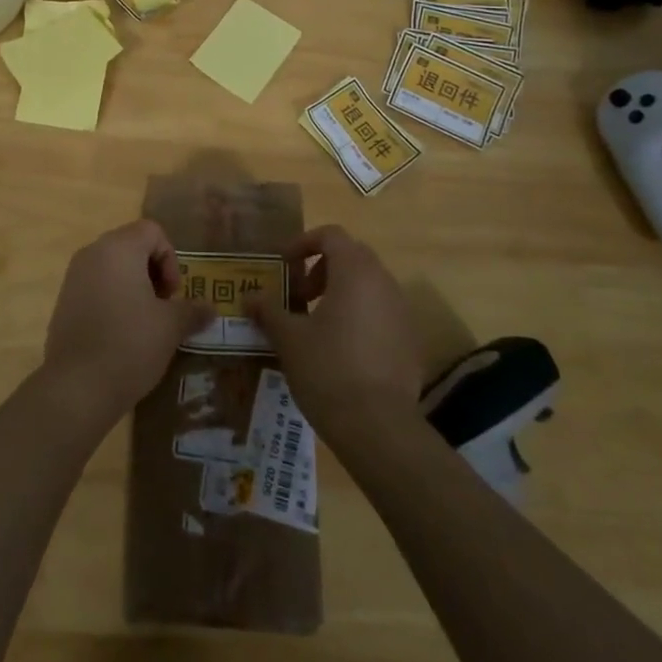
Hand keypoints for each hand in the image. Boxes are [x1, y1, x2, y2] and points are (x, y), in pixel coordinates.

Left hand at [40, 220, 211, 427]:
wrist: (77, 388)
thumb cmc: (130, 344)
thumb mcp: (171, 327)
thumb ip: (192, 311)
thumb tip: (210, 309)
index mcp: (118, 248)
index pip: (152, 231)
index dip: (170, 259)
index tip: (171, 295)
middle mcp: (92, 254)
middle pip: (131, 246)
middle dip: (153, 273)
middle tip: (163, 308)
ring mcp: (73, 278)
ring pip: (113, 268)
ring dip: (134, 287)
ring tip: (145, 323)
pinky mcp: (63, 302)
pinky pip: (96, 288)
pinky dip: (113, 300)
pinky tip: (121, 335)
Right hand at [247, 225, 424, 435]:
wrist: (378, 425)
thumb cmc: (327, 369)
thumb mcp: (288, 338)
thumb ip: (268, 310)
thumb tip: (249, 297)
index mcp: (355, 272)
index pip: (331, 235)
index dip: (303, 243)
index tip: (284, 266)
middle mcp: (384, 283)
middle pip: (352, 257)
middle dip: (322, 269)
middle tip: (299, 296)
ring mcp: (402, 312)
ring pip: (369, 286)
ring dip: (342, 293)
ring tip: (317, 325)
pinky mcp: (411, 341)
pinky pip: (382, 314)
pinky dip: (360, 318)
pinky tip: (342, 351)